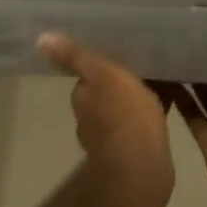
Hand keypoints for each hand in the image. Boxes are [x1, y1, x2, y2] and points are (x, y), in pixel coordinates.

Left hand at [39, 33, 174, 206]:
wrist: (142, 167)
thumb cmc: (124, 114)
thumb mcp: (101, 73)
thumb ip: (75, 56)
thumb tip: (41, 39)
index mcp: (83, 100)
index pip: (86, 79)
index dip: (99, 70)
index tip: (116, 60)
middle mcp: (90, 122)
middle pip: (102, 97)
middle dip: (116, 88)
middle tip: (139, 70)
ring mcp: (110, 142)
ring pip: (119, 115)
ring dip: (131, 106)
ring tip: (155, 88)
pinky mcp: (132, 156)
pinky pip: (138, 131)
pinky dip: (146, 122)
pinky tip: (165, 113)